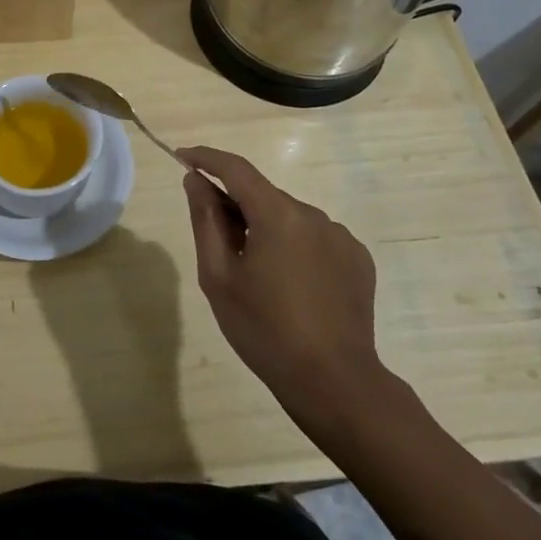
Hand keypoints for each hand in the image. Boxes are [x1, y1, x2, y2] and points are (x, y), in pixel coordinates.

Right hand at [179, 145, 384, 427]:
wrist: (334, 382)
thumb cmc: (264, 329)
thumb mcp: (218, 276)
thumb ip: (205, 220)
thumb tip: (196, 180)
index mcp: (278, 214)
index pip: (235, 168)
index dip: (206, 158)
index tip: (182, 157)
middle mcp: (313, 214)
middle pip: (263, 196)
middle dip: (236, 207)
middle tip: (216, 244)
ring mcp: (341, 236)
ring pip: (289, 219)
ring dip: (267, 230)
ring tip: (257, 276)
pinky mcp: (358, 259)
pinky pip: (315, 239)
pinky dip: (295, 248)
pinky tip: (291, 286)